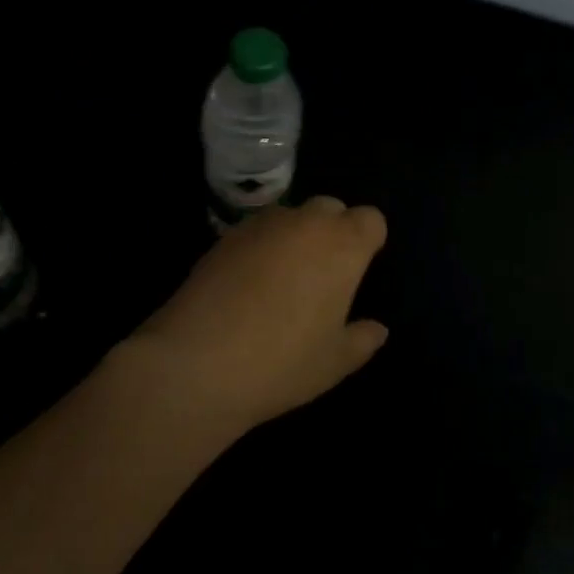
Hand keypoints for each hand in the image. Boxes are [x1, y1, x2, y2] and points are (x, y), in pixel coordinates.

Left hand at [122, 197, 388, 436]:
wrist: (196, 364)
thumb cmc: (281, 363)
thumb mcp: (334, 363)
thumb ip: (362, 339)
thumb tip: (377, 329)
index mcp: (342, 246)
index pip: (370, 219)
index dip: (368, 240)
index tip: (358, 271)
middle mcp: (305, 223)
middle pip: (331, 208)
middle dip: (333, 231)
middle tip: (323, 276)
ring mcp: (261, 225)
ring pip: (291, 215)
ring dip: (295, 236)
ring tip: (282, 280)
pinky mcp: (225, 236)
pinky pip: (257, 231)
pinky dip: (261, 247)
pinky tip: (247, 285)